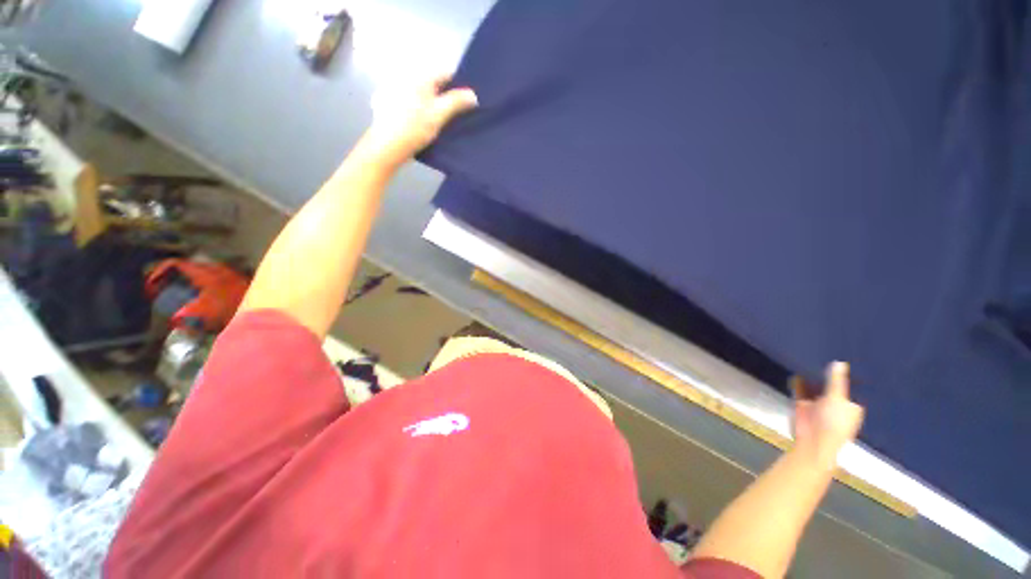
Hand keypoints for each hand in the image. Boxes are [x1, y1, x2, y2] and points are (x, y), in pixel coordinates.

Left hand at [362, 73, 477, 167]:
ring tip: (439, 120)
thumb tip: (473, 94)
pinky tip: (420, 122)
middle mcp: (406, 77)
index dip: (458, 86)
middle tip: (454, 114)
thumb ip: (456, 102)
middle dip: (444, 95)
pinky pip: (409, 101)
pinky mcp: (388, 103)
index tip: (465, 102)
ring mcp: (394, 89)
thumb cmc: (414, 128)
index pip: (445, 73)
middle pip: (432, 83)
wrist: (387, 145)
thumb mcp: (439, 115)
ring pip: (421, 93)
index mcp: (419, 77)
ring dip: (431, 102)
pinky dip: (417, 108)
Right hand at [791, 362, 864, 468]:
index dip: (848, 375)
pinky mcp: (803, 405)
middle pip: (832, 387)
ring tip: (808, 357)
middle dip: (827, 375)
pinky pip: (800, 390)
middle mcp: (835, 405)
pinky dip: (798, 382)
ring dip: (811, 377)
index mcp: (851, 406)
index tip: (844, 357)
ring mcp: (818, 405)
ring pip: (815, 388)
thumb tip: (840, 362)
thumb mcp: (837, 399)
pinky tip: (796, 369)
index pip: (850, 387)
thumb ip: (836, 381)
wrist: (813, 442)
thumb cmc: (834, 423)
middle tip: (823, 353)